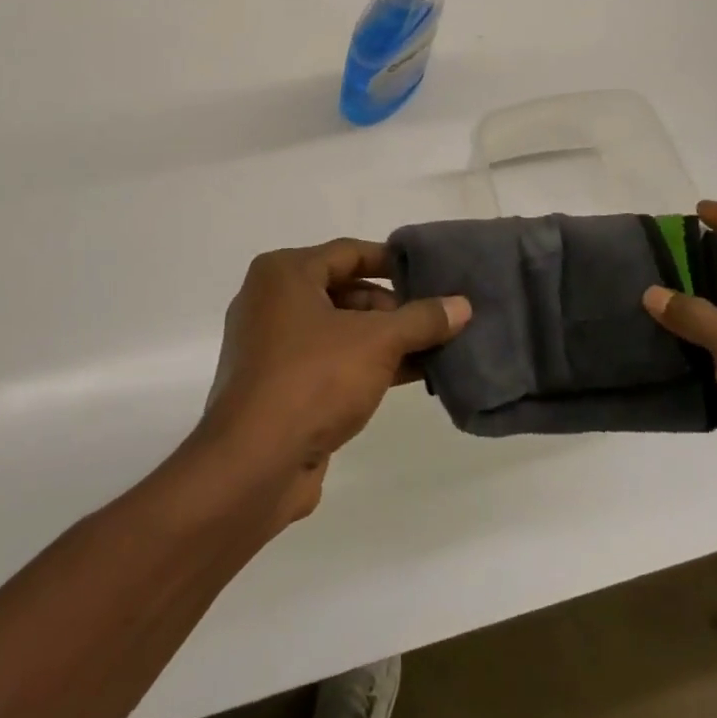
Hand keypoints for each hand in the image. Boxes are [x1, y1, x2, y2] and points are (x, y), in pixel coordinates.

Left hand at [197, 238, 470, 522]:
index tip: (431, 272)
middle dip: (392, 306)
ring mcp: (271, 346)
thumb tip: (462, 305)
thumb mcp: (377, 342)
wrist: (254, 465)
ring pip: (339, 330)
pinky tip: (410, 376)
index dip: (392, 261)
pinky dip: (364, 364)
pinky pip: (329, 362)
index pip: (349, 252)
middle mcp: (271, 301)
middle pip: (344, 290)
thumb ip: (421, 320)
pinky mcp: (277, 387)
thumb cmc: (313, 379)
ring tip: (435, 347)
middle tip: (436, 317)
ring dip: (384, 339)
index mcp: (284, 274)